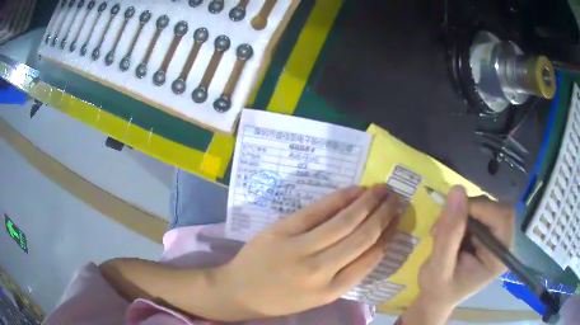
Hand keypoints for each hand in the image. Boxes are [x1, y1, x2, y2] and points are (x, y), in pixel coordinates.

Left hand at [214, 184, 401, 319]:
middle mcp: (320, 271)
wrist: (238, 291)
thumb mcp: (317, 297)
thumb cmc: (280, 298)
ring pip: (344, 221)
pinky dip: (340, 198)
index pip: (371, 259)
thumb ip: (345, 274)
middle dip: (384, 215)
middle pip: (362, 237)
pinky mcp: (282, 230)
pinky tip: (355, 190)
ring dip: (368, 202)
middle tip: (396, 198)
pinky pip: (317, 210)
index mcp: (331, 291)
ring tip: (382, 189)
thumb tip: (372, 244)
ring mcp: (299, 249)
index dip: (388, 236)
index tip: (397, 220)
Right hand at [402, 185, 514, 323]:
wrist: (436, 297)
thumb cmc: (438, 289)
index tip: (450, 217)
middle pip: (494, 207)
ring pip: (484, 205)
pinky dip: (459, 215)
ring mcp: (496, 235)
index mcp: (500, 256)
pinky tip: (448, 231)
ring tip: (441, 233)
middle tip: (442, 229)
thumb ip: (449, 231)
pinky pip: (476, 209)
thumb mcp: (439, 266)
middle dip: (467, 212)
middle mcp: (503, 242)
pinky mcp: (486, 231)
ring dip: (460, 213)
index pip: (501, 217)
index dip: (479, 209)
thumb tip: (458, 189)